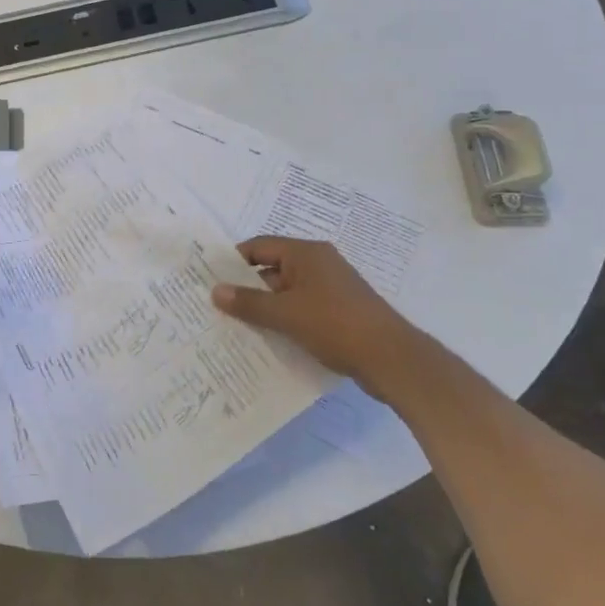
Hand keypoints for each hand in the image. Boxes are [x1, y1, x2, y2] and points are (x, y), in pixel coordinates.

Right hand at [211, 236, 429, 396]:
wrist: (392, 359)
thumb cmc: (335, 325)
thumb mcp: (286, 314)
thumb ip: (249, 302)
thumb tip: (216, 291)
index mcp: (306, 254)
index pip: (260, 246)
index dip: (235, 261)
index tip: (211, 278)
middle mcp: (319, 264)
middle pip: (273, 268)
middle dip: (248, 287)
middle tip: (219, 306)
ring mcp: (331, 288)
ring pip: (288, 292)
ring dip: (266, 307)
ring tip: (238, 326)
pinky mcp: (340, 311)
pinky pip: (303, 308)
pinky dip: (286, 319)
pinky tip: (270, 339)